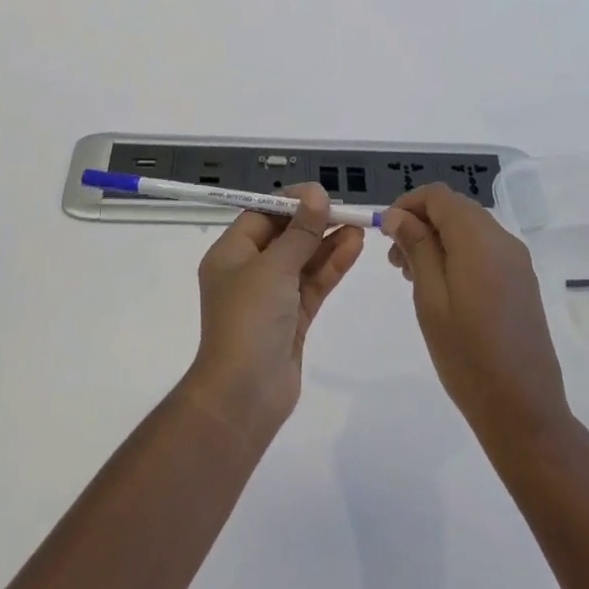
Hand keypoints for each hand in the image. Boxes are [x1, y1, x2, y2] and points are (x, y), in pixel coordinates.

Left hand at [182, 186, 364, 445]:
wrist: (244, 394)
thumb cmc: (249, 319)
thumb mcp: (274, 267)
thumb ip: (300, 232)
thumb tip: (316, 195)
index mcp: (230, 254)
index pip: (261, 215)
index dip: (290, 202)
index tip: (320, 194)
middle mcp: (248, 272)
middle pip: (284, 236)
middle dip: (313, 222)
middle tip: (344, 209)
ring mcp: (271, 297)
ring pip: (302, 260)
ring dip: (327, 242)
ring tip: (358, 225)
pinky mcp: (292, 320)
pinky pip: (313, 284)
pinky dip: (331, 266)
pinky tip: (354, 247)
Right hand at [382, 184, 571, 456]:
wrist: (524, 410)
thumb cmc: (467, 356)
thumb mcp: (430, 299)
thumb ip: (416, 248)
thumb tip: (398, 214)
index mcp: (479, 239)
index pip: (438, 196)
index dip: (407, 204)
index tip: (385, 233)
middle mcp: (502, 240)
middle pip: (455, 209)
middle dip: (421, 223)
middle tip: (394, 260)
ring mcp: (516, 261)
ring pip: (469, 228)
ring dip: (438, 239)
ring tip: (412, 276)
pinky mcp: (521, 281)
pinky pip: (484, 249)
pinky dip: (458, 254)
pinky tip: (442, 287)